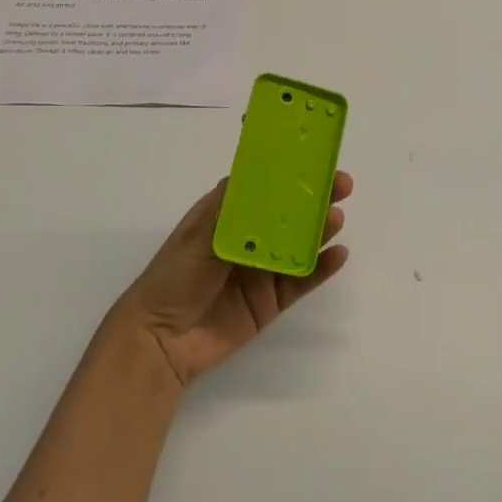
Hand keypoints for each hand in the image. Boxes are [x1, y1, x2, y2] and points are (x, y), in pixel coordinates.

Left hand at [112, 172, 353, 387]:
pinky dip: (321, 268)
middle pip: (288, 213)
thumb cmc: (173, 278)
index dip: (289, 172)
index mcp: (226, 215)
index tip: (316, 160)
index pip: (263, 186)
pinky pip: (302, 280)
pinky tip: (338, 255)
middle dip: (314, 198)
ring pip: (299, 244)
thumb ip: (232, 207)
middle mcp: (248, 238)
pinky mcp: (271, 300)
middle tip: (342, 186)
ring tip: (336, 219)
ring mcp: (261, 270)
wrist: (160, 341)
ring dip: (320, 229)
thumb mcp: (198, 234)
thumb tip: (259, 173)